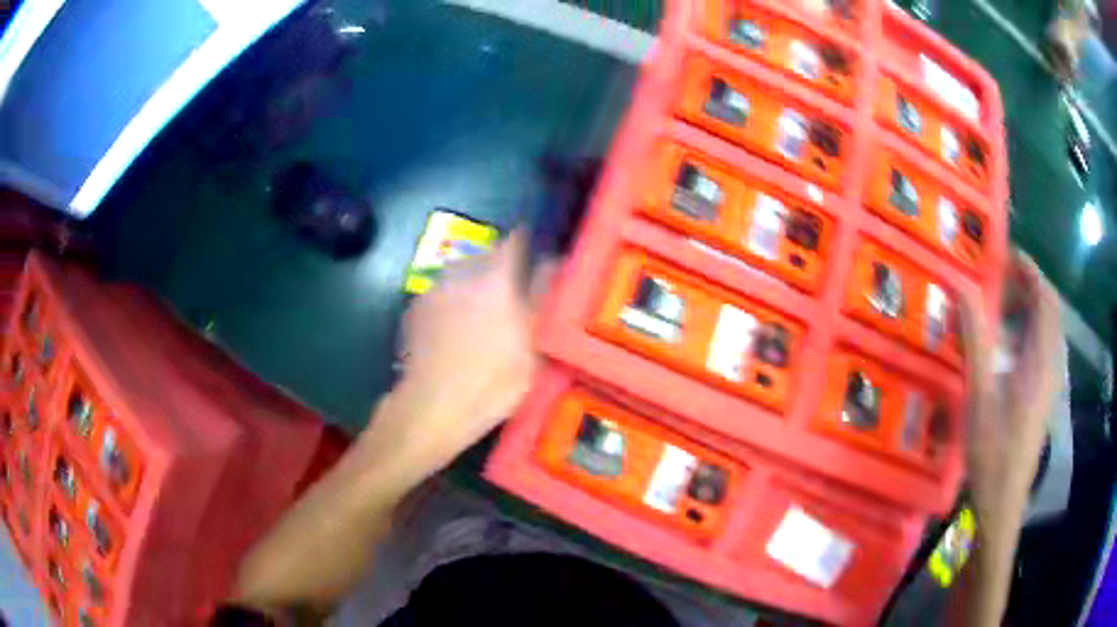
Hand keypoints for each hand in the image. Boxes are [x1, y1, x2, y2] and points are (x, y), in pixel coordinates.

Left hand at [363, 230, 552, 475]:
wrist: (433, 407)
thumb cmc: (493, 381)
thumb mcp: (534, 346)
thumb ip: (543, 298)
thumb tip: (554, 264)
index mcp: (496, 277)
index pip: (516, 240)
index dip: (528, 245)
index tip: (536, 257)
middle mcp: (461, 272)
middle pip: (486, 256)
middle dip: (500, 269)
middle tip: (511, 298)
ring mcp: (433, 289)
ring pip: (460, 275)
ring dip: (472, 286)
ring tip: (479, 319)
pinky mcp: (414, 309)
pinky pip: (440, 295)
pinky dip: (450, 304)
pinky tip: (453, 333)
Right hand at [959, 252, 1063, 529]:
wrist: (1004, 500)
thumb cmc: (992, 450)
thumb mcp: (979, 395)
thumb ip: (975, 338)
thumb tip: (962, 287)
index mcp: (1041, 358)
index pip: (1045, 297)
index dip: (1029, 269)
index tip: (1005, 255)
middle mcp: (1053, 363)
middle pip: (1051, 308)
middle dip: (1030, 285)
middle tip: (1002, 278)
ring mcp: (1052, 380)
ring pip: (1051, 327)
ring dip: (1032, 306)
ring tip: (1006, 305)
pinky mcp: (1047, 394)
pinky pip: (1047, 346)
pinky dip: (1033, 330)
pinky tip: (1013, 343)